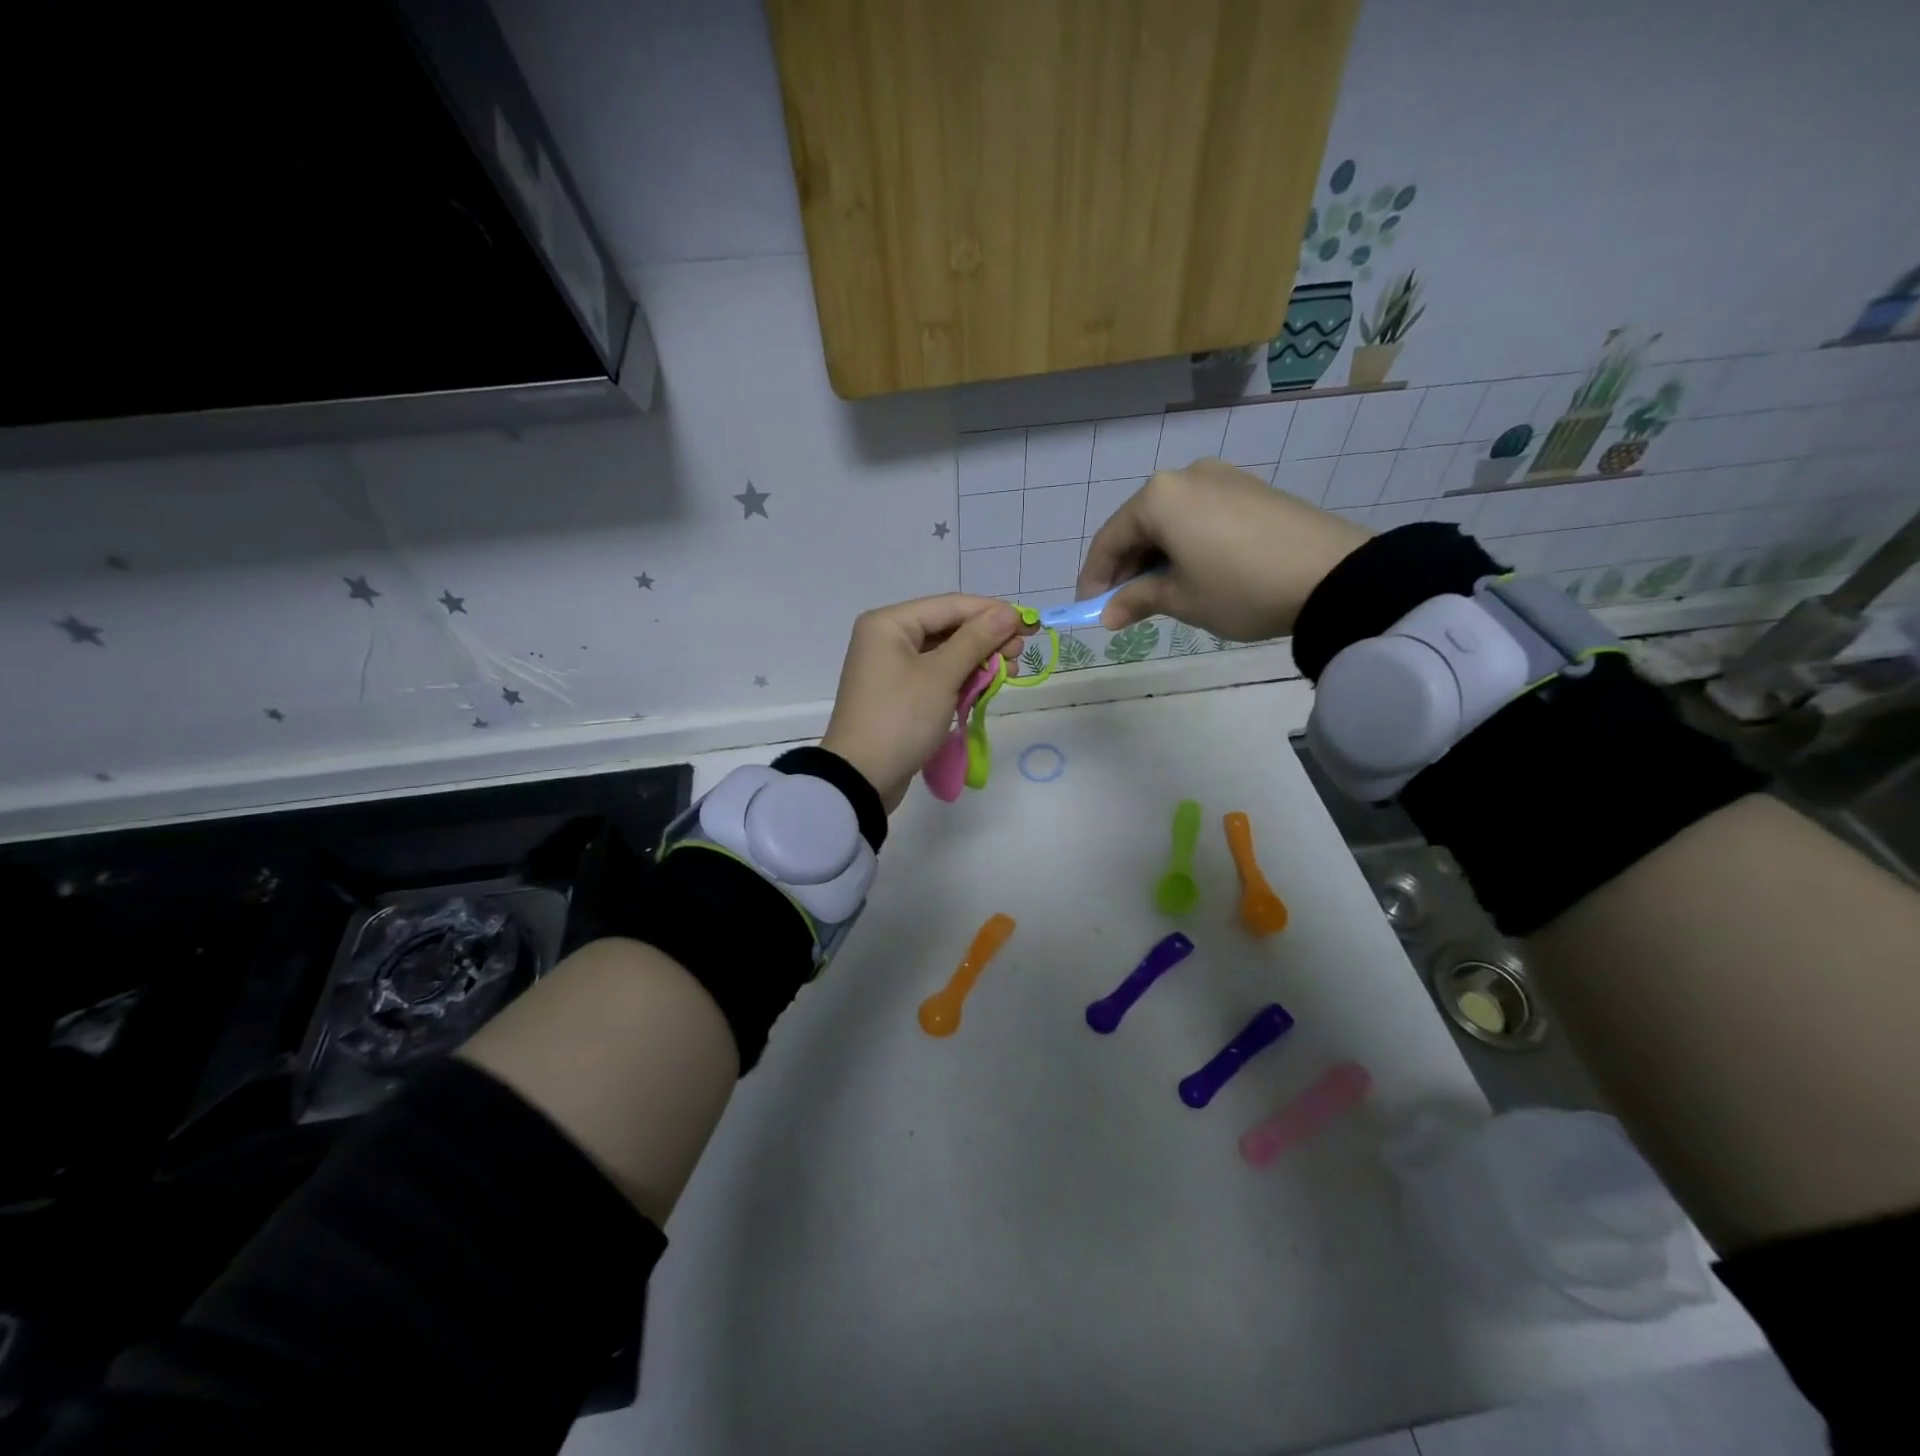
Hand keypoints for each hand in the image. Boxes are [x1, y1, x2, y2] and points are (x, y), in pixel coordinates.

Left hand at [821, 594, 1026, 811]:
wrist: (862, 777)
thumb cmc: (900, 718)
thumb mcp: (941, 676)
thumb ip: (976, 640)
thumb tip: (1008, 613)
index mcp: (890, 623)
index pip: (951, 605)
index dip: (992, 612)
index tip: (1029, 625)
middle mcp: (888, 638)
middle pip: (949, 627)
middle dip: (987, 639)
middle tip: (1018, 655)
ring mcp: (892, 667)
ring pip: (946, 653)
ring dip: (978, 661)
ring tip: (1009, 674)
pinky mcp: (900, 693)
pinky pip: (937, 676)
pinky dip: (962, 680)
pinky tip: (986, 688)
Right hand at [1076, 458, 1369, 641]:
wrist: (1334, 575)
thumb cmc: (1240, 587)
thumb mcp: (1182, 599)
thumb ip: (1137, 600)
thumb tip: (1109, 613)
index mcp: (1159, 497)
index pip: (1110, 539)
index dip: (1095, 577)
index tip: (1089, 608)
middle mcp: (1186, 476)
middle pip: (1139, 524)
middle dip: (1127, 566)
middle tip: (1123, 604)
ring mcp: (1223, 477)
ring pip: (1171, 519)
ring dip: (1156, 555)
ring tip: (1159, 592)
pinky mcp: (1251, 488)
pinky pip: (1200, 515)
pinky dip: (1186, 543)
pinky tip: (1193, 571)